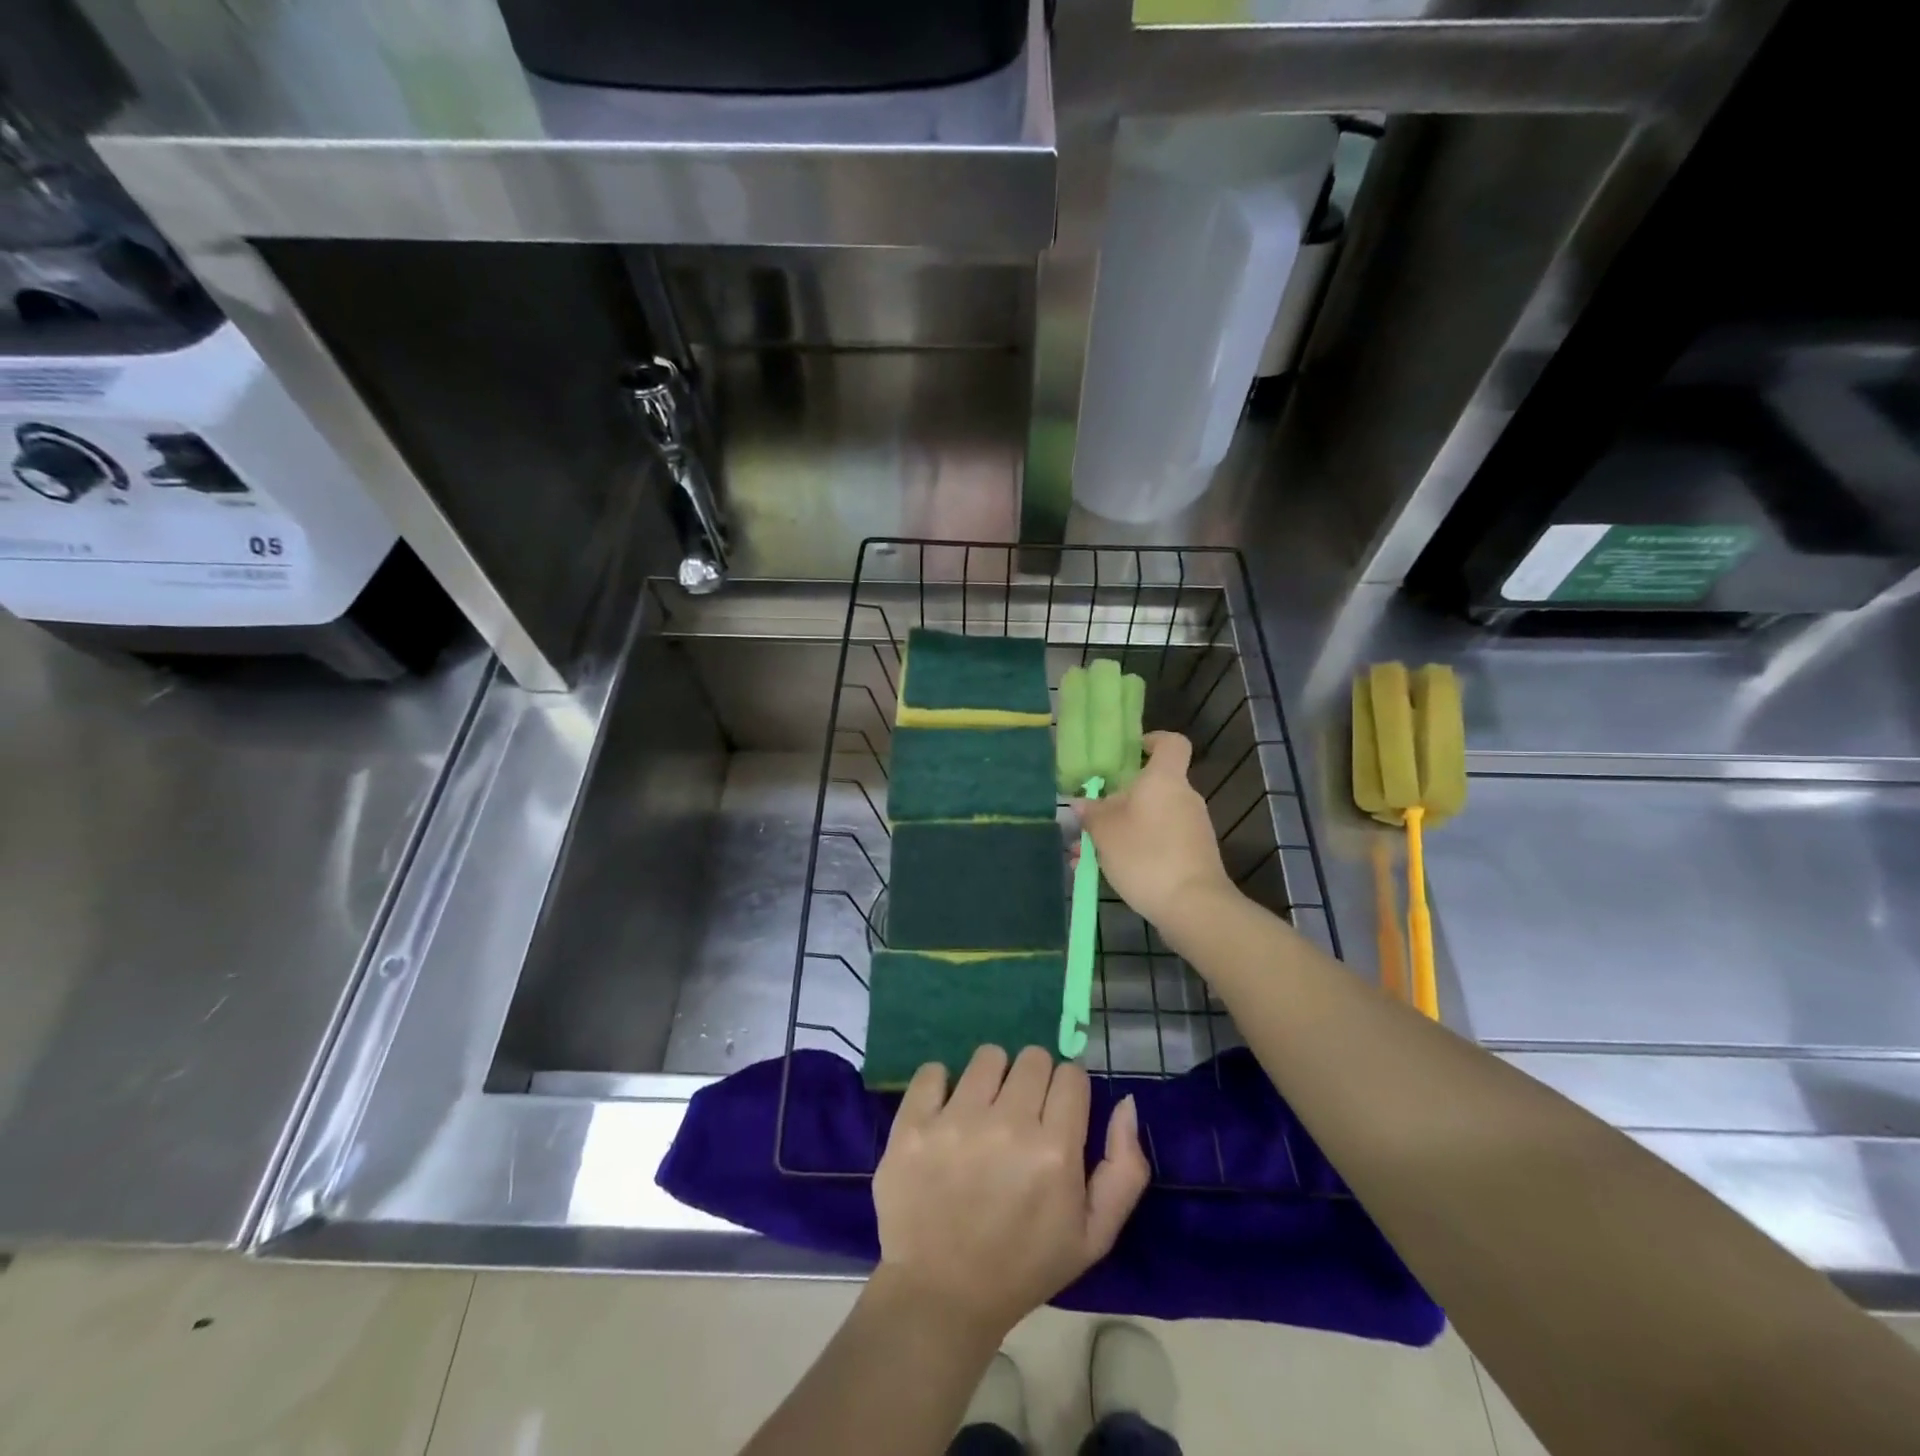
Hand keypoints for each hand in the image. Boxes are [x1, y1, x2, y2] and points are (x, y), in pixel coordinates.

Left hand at [872, 1045, 1149, 1341]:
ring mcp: (955, 1122)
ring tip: (982, 1116)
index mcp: (1054, 1152)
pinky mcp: (912, 1123)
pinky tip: (944, 1116)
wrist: (940, 1296)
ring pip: (988, 1056)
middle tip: (1019, 1117)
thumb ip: (1125, 1169)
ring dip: (991, 1080)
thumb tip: (1126, 1102)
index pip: (1071, 1074)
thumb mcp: (1094, 1236)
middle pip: (1032, 1058)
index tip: (1055, 1115)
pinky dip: (941, 1086)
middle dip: (1032, 1082)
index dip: (1067, 1092)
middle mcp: (1007, 1126)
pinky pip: (934, 1070)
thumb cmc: (1023, 1266)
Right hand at [1076, 732, 1236, 932]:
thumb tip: (1082, 803)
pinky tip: (1103, 872)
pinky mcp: (1192, 855)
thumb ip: (1091, 813)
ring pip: (1149, 818)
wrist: (1193, 906)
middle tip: (1090, 817)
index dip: (1151, 741)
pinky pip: (1157, 841)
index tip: (1128, 753)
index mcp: (1164, 779)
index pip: (1170, 743)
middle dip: (1118, 799)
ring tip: (1084, 854)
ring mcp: (1191, 828)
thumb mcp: (1105, 832)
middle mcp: (1183, 797)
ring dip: (1119, 830)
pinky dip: (1133, 849)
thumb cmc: (1146, 855)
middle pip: (1151, 786)